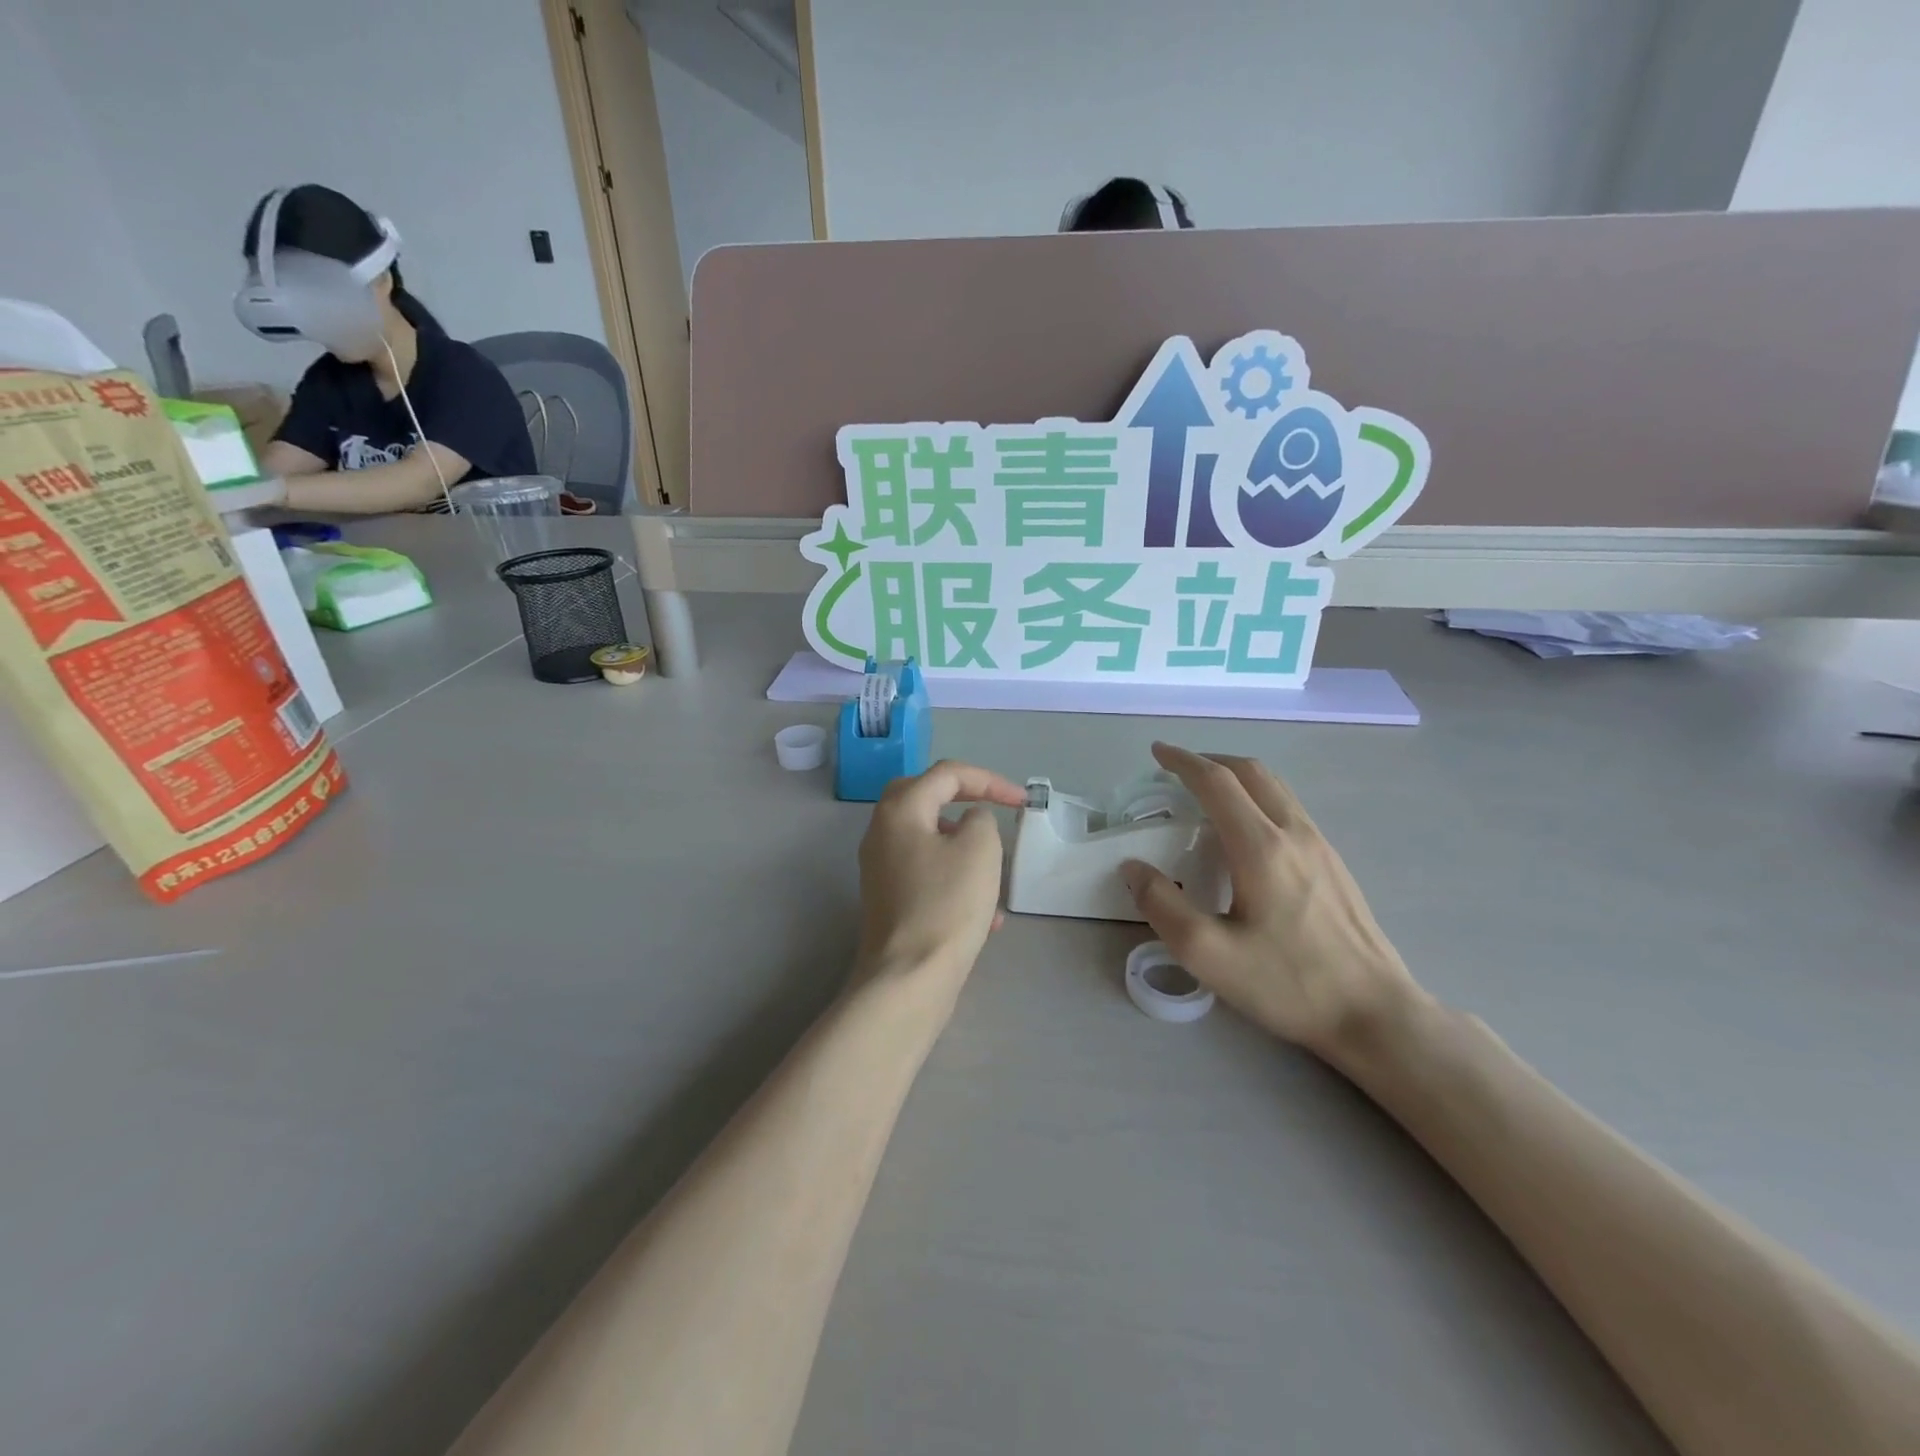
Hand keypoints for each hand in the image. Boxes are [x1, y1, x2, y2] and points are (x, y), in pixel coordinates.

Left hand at [855, 760, 1026, 993]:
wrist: (909, 978)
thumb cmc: (947, 905)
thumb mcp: (980, 849)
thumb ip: (981, 819)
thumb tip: (970, 821)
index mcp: (900, 810)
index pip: (947, 774)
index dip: (989, 780)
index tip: (1022, 802)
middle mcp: (882, 832)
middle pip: (925, 797)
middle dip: (964, 800)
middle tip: (994, 811)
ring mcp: (880, 868)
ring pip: (928, 840)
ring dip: (964, 848)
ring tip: (995, 875)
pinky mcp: (888, 900)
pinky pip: (926, 874)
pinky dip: (955, 881)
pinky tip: (986, 918)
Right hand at [1121, 742, 1425, 1061]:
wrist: (1376, 1014)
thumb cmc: (1288, 983)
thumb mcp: (1208, 954)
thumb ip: (1161, 906)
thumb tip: (1133, 868)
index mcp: (1260, 847)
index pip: (1216, 782)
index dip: (1182, 761)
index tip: (1157, 752)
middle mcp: (1294, 833)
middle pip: (1251, 772)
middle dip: (1210, 760)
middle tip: (1177, 768)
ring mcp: (1321, 846)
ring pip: (1276, 788)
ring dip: (1237, 776)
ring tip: (1208, 791)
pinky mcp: (1335, 864)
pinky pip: (1290, 809)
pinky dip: (1258, 797)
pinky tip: (1247, 830)